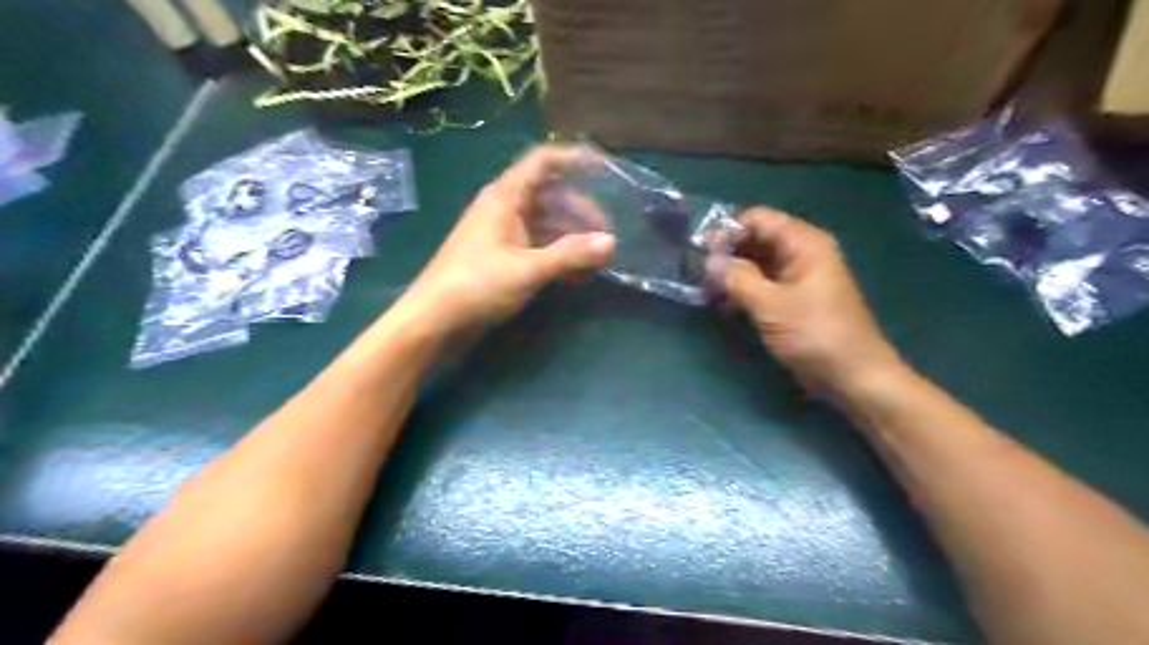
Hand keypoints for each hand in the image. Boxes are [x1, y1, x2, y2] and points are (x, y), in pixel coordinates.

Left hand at [399, 143, 615, 334]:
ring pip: (545, 224)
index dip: (575, 159)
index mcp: (505, 197)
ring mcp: (503, 233)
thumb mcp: (528, 269)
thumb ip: (570, 254)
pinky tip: (575, 274)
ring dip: (571, 237)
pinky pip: (537, 246)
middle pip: (550, 196)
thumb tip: (611, 242)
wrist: (433, 320)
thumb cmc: (476, 285)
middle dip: (581, 211)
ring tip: (596, 259)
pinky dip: (557, 255)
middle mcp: (504, 208)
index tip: (606, 168)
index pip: (544, 161)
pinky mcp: (502, 257)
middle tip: (607, 234)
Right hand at [716, 209, 906, 395]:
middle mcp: (802, 253)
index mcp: (804, 243)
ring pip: (757, 263)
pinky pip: (763, 284)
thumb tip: (708, 260)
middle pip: (756, 239)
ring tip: (705, 290)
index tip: (701, 252)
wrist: (852, 375)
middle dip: (727, 253)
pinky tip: (723, 304)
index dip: (728, 231)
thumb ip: (737, 278)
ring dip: (732, 274)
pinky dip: (743, 290)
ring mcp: (798, 277)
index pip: (758, 219)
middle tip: (697, 273)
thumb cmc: (814, 333)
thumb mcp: (770, 305)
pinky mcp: (793, 299)